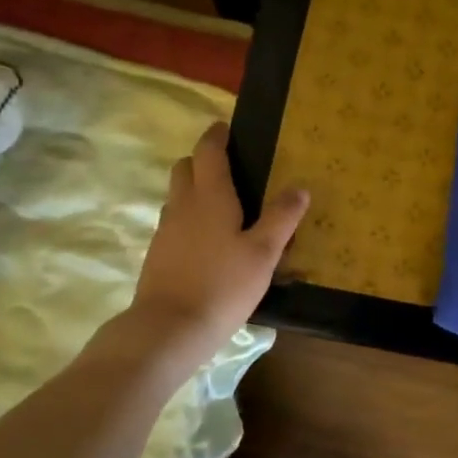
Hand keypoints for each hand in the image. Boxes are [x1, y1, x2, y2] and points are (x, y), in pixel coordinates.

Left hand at [129, 122, 308, 358]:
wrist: (169, 328)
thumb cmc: (222, 285)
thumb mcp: (263, 253)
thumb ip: (282, 218)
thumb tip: (299, 187)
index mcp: (210, 196)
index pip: (208, 151)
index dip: (217, 136)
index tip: (227, 129)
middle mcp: (182, 205)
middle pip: (185, 168)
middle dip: (203, 160)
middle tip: (231, 169)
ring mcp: (166, 230)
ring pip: (178, 196)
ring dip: (196, 190)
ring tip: (226, 207)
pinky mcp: (158, 254)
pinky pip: (175, 222)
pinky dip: (191, 219)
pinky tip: (210, 242)